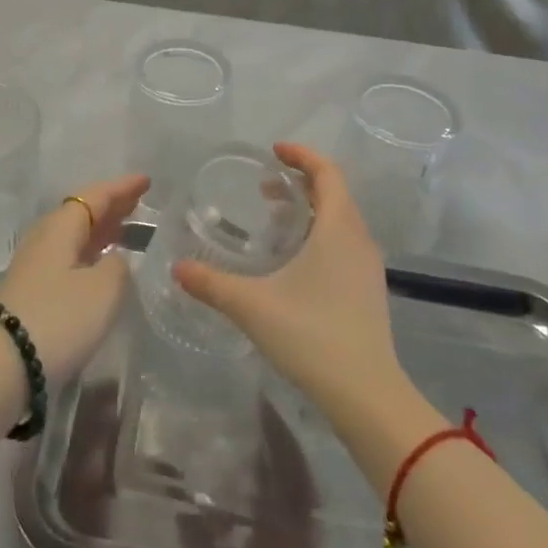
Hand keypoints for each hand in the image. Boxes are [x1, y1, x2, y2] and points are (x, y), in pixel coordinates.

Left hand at [0, 173, 150, 383]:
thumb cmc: (59, 318)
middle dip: (111, 206)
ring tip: (125, 230)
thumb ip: (118, 266)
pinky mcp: (31, 289)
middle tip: (139, 203)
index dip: (122, 188)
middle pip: (82, 211)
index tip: (146, 181)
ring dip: (100, 229)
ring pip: (74, 234)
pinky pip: (68, 255)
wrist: (5, 365)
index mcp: (62, 226)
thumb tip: (115, 259)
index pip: (96, 195)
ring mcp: (34, 263)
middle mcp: (45, 236)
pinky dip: (89, 251)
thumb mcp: (104, 290)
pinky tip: (100, 263)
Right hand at [175, 143, 403, 418]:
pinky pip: (345, 242)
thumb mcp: (252, 305)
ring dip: (311, 209)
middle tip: (265, 187)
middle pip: (335, 193)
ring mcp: (368, 267)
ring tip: (275, 219)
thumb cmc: (311, 335)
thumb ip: (212, 283)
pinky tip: (295, 260)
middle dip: (301, 182)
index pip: (327, 172)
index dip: (302, 155)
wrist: (367, 396)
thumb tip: (178, 268)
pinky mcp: (369, 290)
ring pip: (341, 219)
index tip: (274, 151)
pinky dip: (320, 233)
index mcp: (337, 228)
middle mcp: (358, 239)